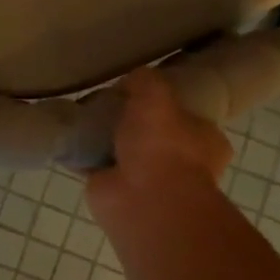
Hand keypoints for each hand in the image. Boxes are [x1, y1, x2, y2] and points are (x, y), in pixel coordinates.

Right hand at [85, 70, 232, 212]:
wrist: (143, 200)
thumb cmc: (163, 145)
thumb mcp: (156, 95)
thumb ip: (146, 81)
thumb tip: (132, 80)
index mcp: (207, 143)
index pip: (191, 119)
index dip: (170, 106)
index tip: (145, 94)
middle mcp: (183, 165)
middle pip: (156, 137)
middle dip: (135, 125)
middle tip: (111, 103)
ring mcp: (149, 182)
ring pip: (127, 154)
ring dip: (109, 142)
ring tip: (87, 117)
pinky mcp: (116, 192)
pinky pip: (99, 167)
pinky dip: (85, 157)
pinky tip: (71, 138)